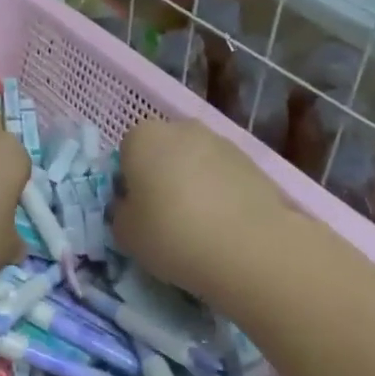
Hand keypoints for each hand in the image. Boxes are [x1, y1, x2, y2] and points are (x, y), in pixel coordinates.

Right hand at [111, 118, 314, 304]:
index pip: (126, 154)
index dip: (129, 183)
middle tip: (165, 217)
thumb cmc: (172, 234)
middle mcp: (181, 128)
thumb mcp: (125, 234)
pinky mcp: (253, 162)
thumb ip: (121, 212)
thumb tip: (133, 206)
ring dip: (193, 184)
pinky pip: (224, 176)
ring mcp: (221, 141)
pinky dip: (221, 193)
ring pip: (196, 162)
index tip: (137, 212)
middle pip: (163, 152)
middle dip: (162, 177)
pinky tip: (225, 225)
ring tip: (200, 225)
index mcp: (142, 137)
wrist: (249, 247)